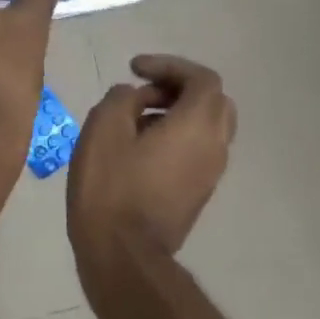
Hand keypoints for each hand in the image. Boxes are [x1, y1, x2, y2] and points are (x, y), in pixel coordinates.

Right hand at [69, 55, 236, 262]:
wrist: (123, 253)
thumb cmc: (111, 186)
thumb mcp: (103, 127)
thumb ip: (122, 97)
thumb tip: (135, 97)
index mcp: (197, 125)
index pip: (202, 79)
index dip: (169, 65)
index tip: (134, 69)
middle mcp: (215, 146)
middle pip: (213, 101)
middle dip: (179, 87)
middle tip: (143, 90)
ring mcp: (210, 173)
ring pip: (207, 127)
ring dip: (177, 112)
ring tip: (135, 118)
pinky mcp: (199, 193)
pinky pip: (197, 150)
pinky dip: (177, 135)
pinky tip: (140, 147)